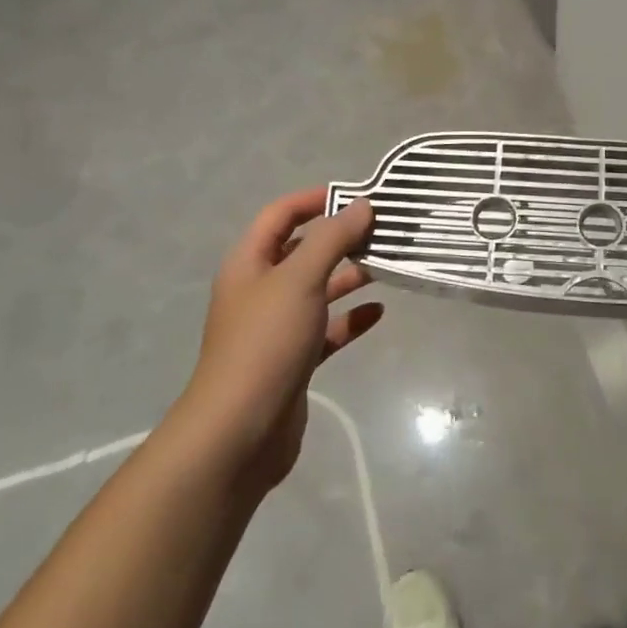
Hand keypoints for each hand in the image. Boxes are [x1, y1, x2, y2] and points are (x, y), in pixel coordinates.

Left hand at [178, 190, 382, 494]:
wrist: (239, 432)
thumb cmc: (266, 342)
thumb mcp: (300, 279)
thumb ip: (332, 239)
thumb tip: (360, 205)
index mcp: (249, 263)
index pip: (280, 214)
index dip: (315, 199)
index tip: (357, 195)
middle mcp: (260, 290)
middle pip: (302, 250)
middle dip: (339, 238)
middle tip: (382, 230)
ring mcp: (275, 327)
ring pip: (317, 290)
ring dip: (348, 276)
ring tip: (386, 264)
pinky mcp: (293, 360)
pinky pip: (326, 329)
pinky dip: (350, 318)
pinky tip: (378, 312)